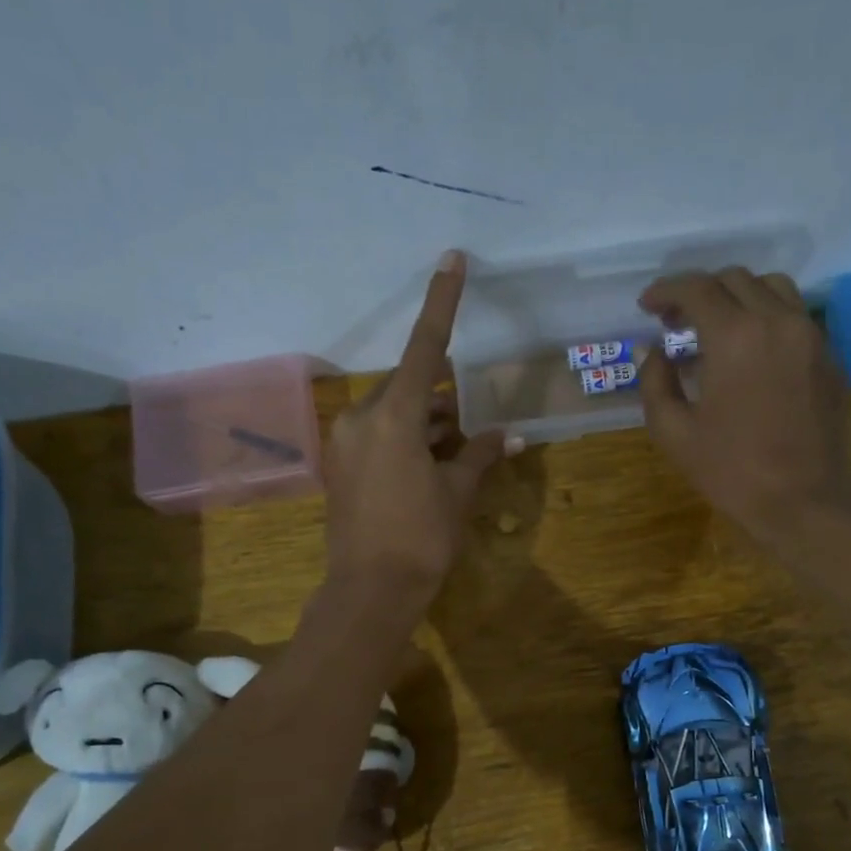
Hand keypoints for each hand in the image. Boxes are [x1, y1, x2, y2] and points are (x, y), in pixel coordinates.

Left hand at [323, 250, 513, 611]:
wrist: (371, 590)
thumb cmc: (422, 538)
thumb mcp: (458, 493)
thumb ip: (481, 455)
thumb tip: (510, 436)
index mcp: (394, 416)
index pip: (424, 346)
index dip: (441, 302)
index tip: (452, 259)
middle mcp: (362, 418)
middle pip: (408, 386)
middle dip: (441, 396)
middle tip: (471, 422)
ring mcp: (345, 443)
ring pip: (393, 413)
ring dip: (426, 422)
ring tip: (457, 450)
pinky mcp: (340, 466)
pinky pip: (377, 436)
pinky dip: (406, 440)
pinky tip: (430, 465)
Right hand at [637, 268, 850, 540]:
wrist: (802, 500)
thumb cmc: (731, 471)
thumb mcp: (674, 433)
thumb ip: (655, 383)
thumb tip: (652, 351)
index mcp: (735, 336)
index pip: (697, 289)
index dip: (667, 291)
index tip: (648, 306)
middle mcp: (777, 320)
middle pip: (735, 280)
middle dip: (700, 293)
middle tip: (676, 323)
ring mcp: (811, 336)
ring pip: (772, 288)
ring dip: (737, 297)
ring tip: (716, 328)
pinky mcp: (830, 357)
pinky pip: (796, 318)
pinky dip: (767, 319)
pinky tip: (751, 353)